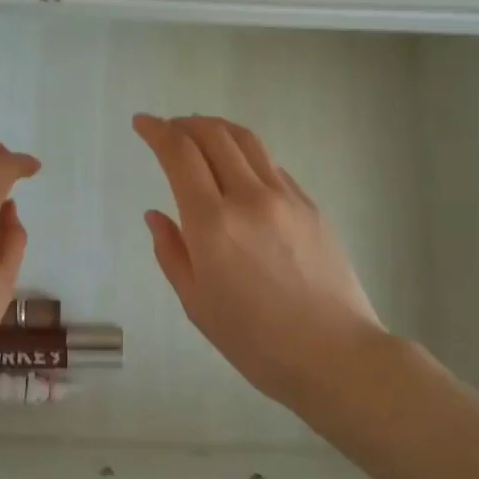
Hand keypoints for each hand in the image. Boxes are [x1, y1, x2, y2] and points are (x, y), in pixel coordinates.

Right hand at [133, 113, 386, 410]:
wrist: (336, 356)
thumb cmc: (257, 342)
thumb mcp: (197, 304)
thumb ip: (171, 252)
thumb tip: (156, 215)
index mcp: (212, 224)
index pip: (179, 154)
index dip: (157, 131)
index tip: (142, 123)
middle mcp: (248, 197)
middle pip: (213, 135)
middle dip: (184, 123)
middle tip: (168, 128)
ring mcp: (285, 197)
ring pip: (246, 141)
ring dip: (217, 128)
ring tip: (201, 133)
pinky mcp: (310, 205)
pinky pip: (271, 165)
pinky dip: (246, 155)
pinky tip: (240, 170)